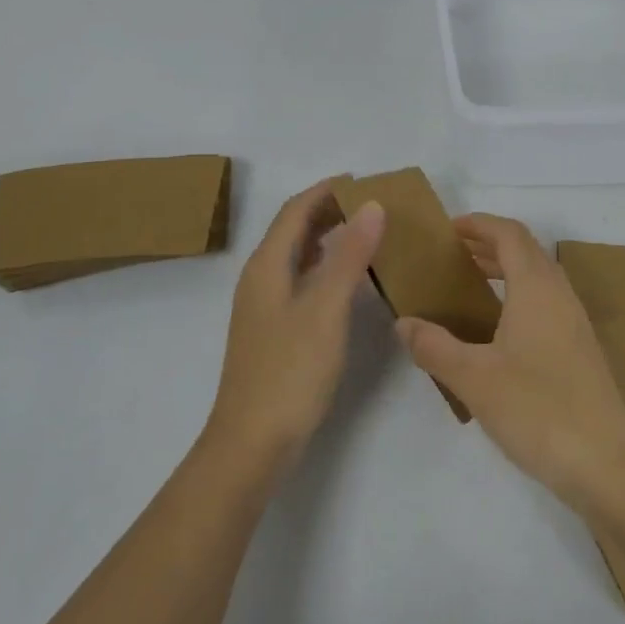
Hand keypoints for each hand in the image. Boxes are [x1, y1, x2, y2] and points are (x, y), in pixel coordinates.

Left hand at [205, 181, 384, 482]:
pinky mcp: (272, 329)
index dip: (326, 190)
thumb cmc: (290, 371)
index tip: (364, 181)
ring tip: (364, 234)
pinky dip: (323, 266)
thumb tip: (371, 205)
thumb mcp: (326, 308)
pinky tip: (345, 281)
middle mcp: (260, 278)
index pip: (295, 210)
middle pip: (292, 229)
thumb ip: (349, 255)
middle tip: (371, 206)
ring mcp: (263, 306)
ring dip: (326, 237)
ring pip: (295, 255)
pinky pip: (299, 280)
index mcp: (267, 265)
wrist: (253, 442)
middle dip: (327, 210)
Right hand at [394, 213, 624, 509]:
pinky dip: (518, 296)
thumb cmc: (538, 409)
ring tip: (470, 286)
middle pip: (526, 251)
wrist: (607, 464)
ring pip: (538, 277)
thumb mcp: (474, 378)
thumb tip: (404, 323)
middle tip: (452, 256)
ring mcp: (575, 323)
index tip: (448, 229)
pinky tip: (498, 330)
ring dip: (506, 270)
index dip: (479, 224)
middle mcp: (560, 295)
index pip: (509, 234)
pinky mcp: (580, 350)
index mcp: (536, 287)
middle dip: (489, 245)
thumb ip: (434, 346)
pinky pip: (546, 303)